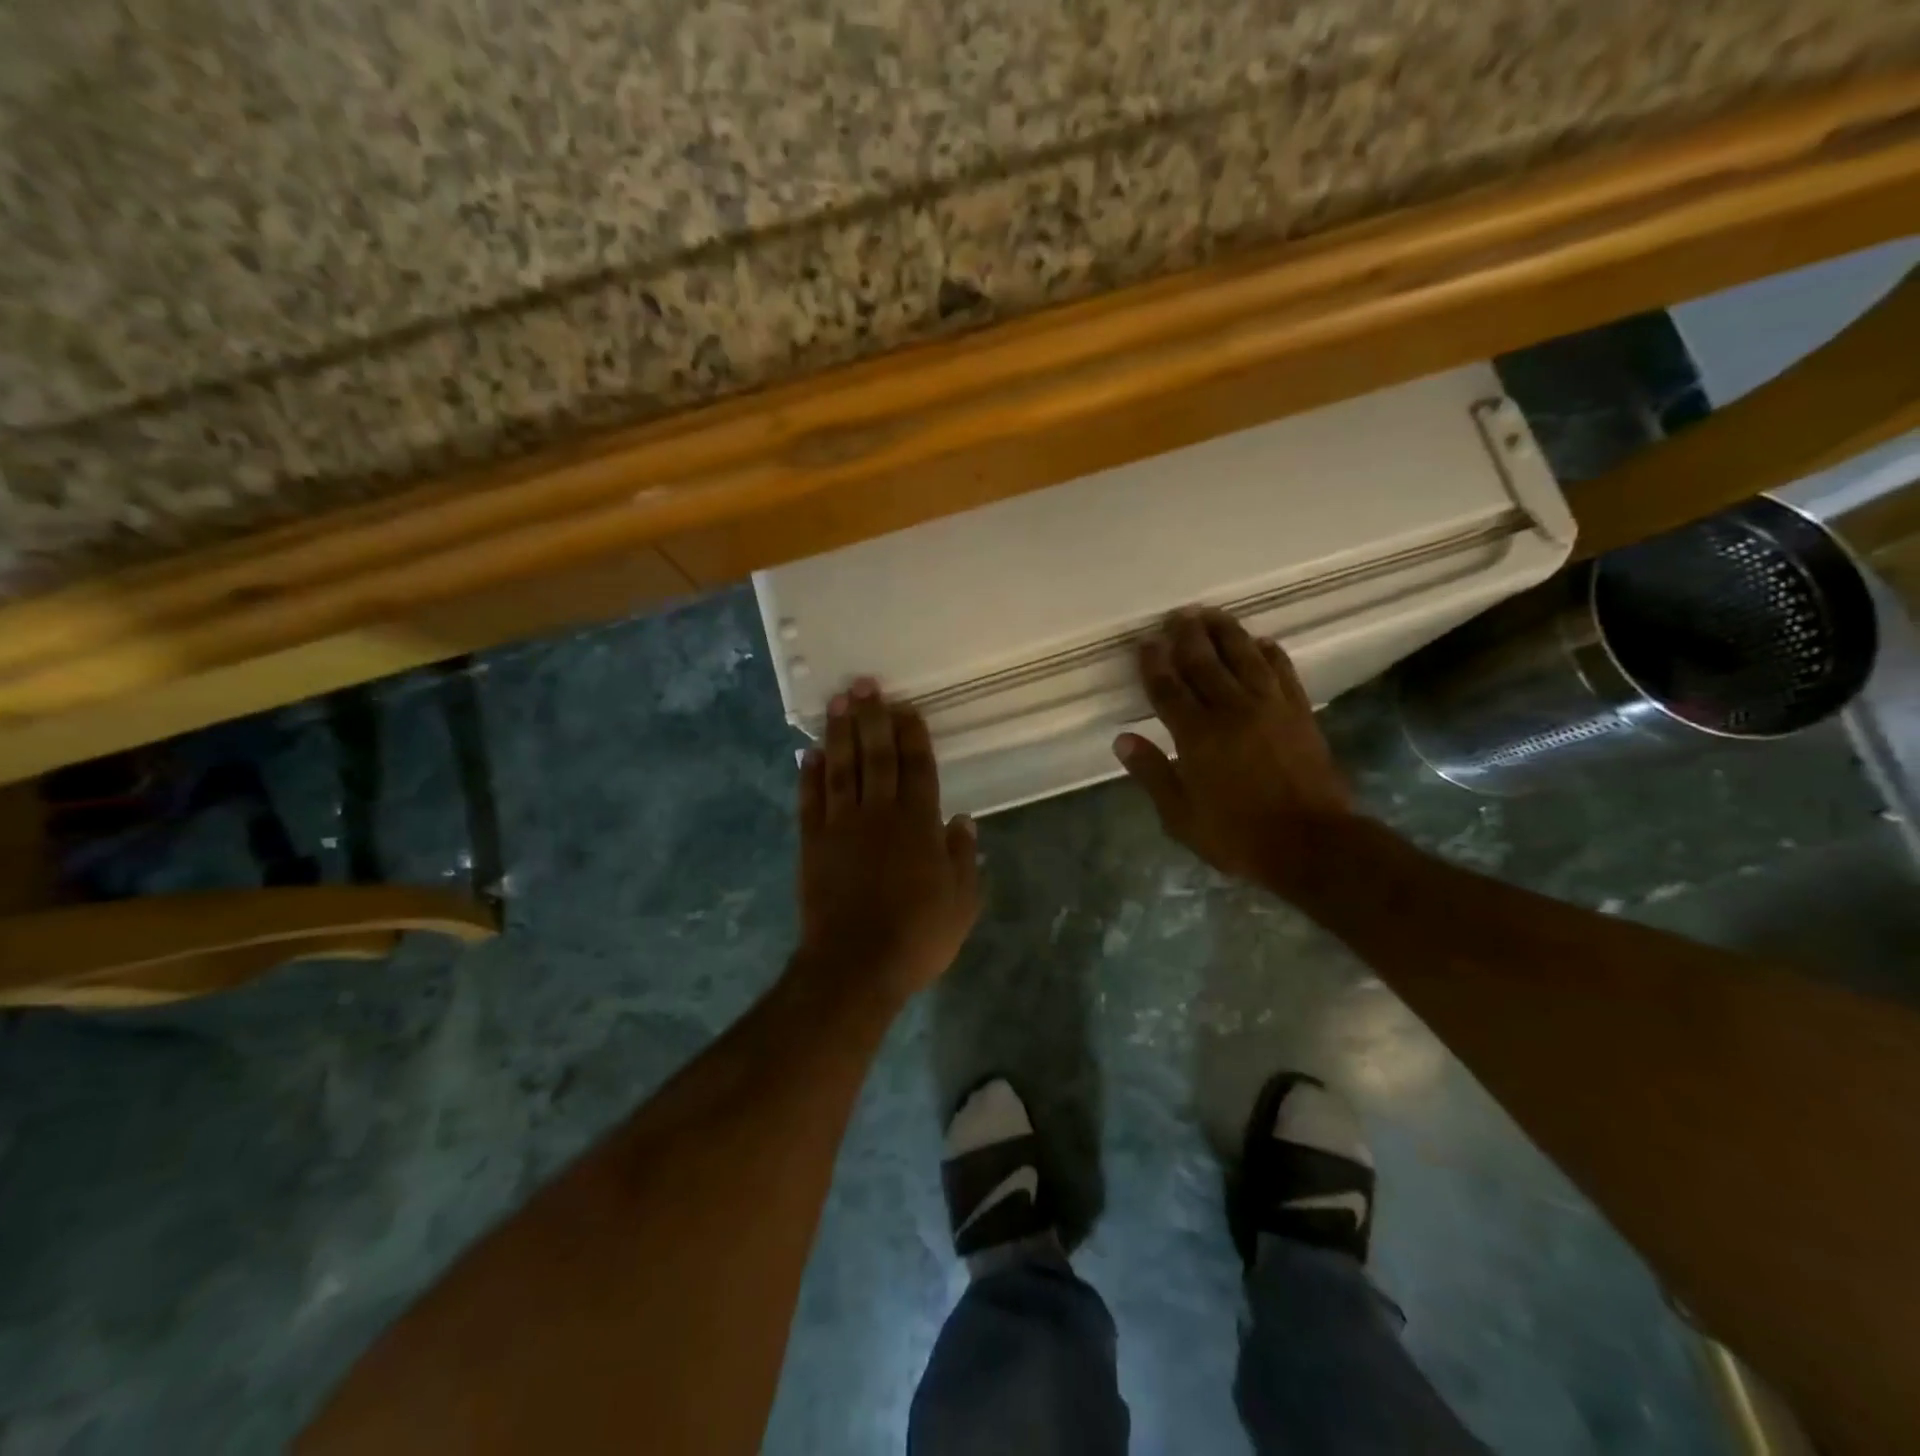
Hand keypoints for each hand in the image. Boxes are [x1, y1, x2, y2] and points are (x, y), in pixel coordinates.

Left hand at [795, 678, 980, 1001]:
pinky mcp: (812, 843)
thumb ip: (963, 857)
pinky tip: (810, 752)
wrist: (855, 967)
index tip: (906, 707)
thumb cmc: (917, 936)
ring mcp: (841, 826)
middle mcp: (879, 814)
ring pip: (841, 768)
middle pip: (877, 756)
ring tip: (838, 702)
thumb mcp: (961, 902)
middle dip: (872, 717)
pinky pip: (810, 800)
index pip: (917, 767)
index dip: (912, 735)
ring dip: (840, 733)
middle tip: (865, 684)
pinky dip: (809, 774)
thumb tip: (962, 820)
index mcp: (918, 824)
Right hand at [1114, 608, 1354, 899]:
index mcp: (1197, 735)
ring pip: (1244, 656)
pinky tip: (1261, 641)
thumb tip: (1122, 739)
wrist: (1312, 844)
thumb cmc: (1237, 836)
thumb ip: (1152, 774)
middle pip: (1205, 662)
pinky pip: (1282, 671)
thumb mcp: (1181, 816)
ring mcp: (1270, 707)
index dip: (1154, 663)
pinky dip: (1270, 652)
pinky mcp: (1299, 712)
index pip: (1168, 688)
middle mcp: (1232, 710)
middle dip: (1187, 636)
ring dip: (1226, 631)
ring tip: (1211, 613)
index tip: (1145, 642)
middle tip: (1176, 615)